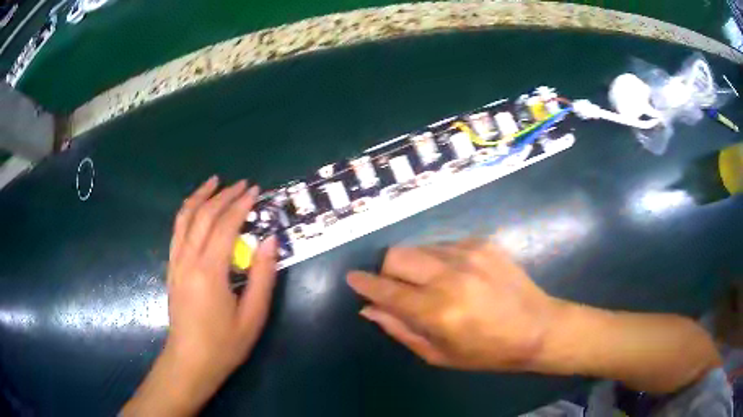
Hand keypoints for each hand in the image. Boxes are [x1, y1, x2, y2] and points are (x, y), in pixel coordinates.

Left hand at [122, 177, 277, 415]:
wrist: (190, 360)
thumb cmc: (224, 344)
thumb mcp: (253, 316)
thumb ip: (263, 276)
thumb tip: (270, 240)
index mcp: (210, 271)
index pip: (225, 225)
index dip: (241, 205)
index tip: (256, 191)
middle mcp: (188, 260)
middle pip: (204, 216)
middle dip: (224, 195)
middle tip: (243, 184)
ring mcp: (176, 262)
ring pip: (185, 218)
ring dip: (200, 196)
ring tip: (214, 182)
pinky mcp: (171, 268)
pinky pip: (177, 231)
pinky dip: (187, 212)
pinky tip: (195, 208)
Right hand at [347, 240, 560, 371]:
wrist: (538, 327)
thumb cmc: (487, 351)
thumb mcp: (439, 355)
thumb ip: (400, 330)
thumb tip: (370, 309)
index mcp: (438, 311)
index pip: (386, 290)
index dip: (364, 283)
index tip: (352, 279)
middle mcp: (450, 276)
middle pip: (396, 255)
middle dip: (387, 271)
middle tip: (398, 288)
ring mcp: (468, 253)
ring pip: (419, 247)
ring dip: (414, 265)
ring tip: (431, 284)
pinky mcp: (482, 243)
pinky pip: (443, 245)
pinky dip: (438, 260)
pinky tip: (457, 277)